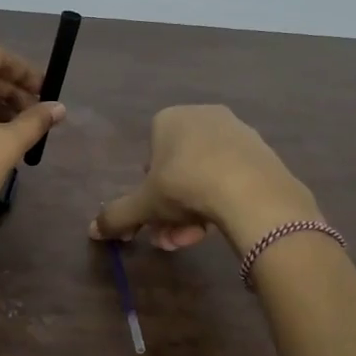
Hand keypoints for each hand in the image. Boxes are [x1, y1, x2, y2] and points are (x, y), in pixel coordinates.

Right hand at [90, 105, 317, 254]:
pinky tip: (219, 227)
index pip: (149, 153)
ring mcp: (236, 132)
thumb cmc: (186, 187)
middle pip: (178, 169)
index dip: (147, 188)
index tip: (151, 213)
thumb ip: (117, 216)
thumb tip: (93, 231)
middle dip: (170, 207)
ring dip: (193, 210)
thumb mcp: (144, 205)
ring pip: (204, 176)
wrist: (253, 192)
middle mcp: (203, 117)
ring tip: (192, 238)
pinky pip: (232, 177)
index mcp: (170, 119)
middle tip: (168, 235)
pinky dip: (221, 201)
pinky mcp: (262, 152)